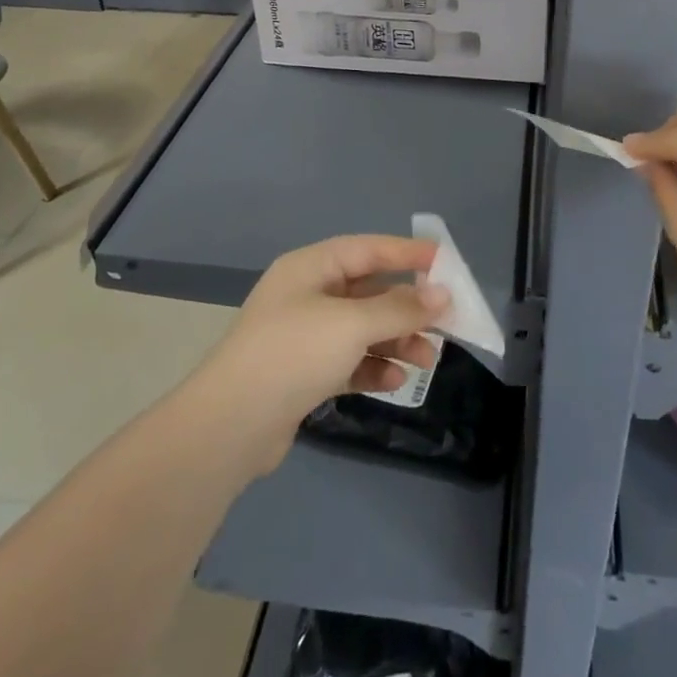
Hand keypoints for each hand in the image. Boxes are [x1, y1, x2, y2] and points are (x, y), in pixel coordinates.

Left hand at [195, 236, 450, 473]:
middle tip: (446, 320)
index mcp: (311, 268)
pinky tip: (397, 380)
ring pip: (363, 329)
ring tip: (428, 359)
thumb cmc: (292, 354)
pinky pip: (350, 361)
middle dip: (408, 306)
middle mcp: (308, 295)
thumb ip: (400, 308)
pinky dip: (374, 366)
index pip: (369, 249)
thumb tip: (442, 295)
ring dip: (397, 340)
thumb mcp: (351, 324)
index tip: (447, 262)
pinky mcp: (304, 374)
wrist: (229, 428)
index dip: (408, 253)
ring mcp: (304, 336)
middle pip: (369, 291)